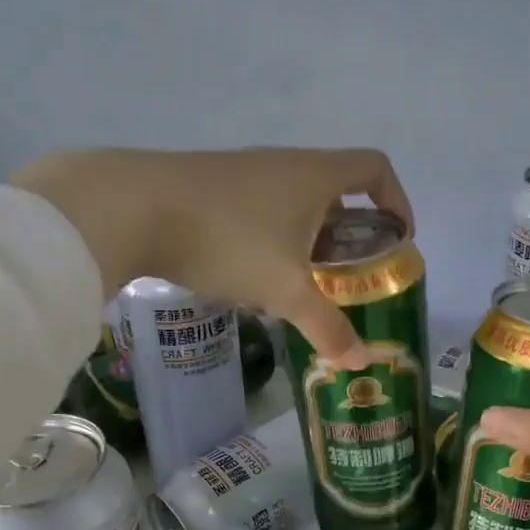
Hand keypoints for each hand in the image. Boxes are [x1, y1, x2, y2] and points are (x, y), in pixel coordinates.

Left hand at [18, 147, 409, 368]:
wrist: (131, 207)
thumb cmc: (228, 239)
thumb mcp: (286, 290)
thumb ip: (327, 326)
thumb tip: (359, 362)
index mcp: (315, 176)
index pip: (375, 168)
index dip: (396, 200)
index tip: (397, 240)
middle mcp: (283, 166)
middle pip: (334, 195)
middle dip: (348, 240)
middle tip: (347, 283)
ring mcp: (244, 176)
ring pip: (292, 211)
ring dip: (305, 249)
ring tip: (298, 294)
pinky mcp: (210, 191)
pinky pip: (258, 218)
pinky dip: (268, 249)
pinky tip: (249, 287)